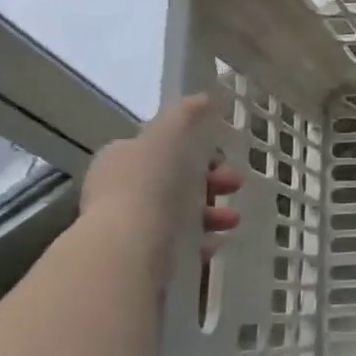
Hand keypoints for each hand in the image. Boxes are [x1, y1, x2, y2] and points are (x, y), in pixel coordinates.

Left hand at [81, 96, 241, 261]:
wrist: (129, 246)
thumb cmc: (148, 183)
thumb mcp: (167, 135)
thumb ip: (185, 115)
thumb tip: (203, 98)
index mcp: (121, 159)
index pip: (160, 150)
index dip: (194, 152)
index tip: (221, 157)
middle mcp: (120, 191)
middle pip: (176, 182)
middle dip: (212, 183)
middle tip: (236, 185)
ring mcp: (129, 226)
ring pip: (181, 215)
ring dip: (213, 214)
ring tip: (233, 220)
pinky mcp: (141, 257)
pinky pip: (179, 246)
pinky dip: (200, 242)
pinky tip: (216, 243)